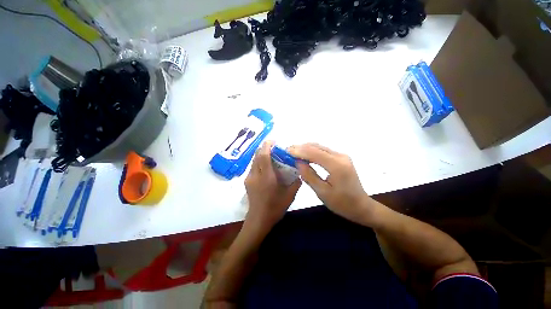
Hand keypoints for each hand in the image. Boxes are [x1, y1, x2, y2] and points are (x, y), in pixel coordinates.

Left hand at [244, 141, 301, 230]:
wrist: (258, 220)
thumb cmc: (275, 208)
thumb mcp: (290, 195)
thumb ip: (296, 182)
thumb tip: (300, 173)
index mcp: (266, 177)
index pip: (263, 156)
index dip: (267, 145)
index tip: (274, 141)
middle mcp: (255, 175)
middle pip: (257, 155)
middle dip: (264, 148)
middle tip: (274, 147)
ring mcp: (249, 178)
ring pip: (254, 160)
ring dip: (261, 155)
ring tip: (271, 155)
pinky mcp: (247, 182)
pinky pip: (253, 167)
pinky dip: (259, 162)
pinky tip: (266, 167)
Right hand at [289, 143, 376, 225]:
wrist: (361, 206)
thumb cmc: (342, 203)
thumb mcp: (322, 192)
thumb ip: (309, 175)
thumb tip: (298, 162)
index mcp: (337, 166)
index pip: (314, 153)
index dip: (299, 151)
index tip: (286, 151)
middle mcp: (340, 156)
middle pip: (316, 147)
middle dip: (300, 147)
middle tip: (287, 150)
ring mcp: (342, 156)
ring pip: (320, 147)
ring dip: (305, 148)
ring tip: (293, 151)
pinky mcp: (341, 158)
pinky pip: (323, 151)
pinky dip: (312, 151)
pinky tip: (304, 155)